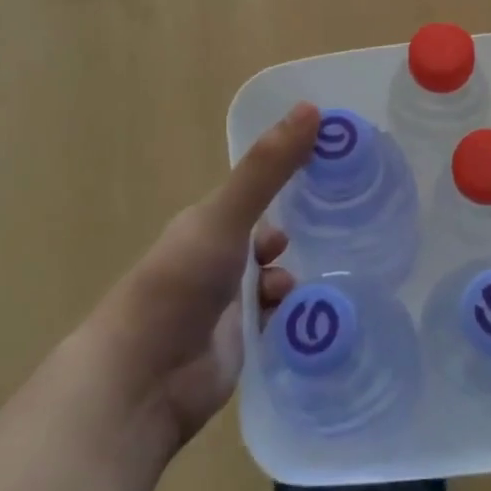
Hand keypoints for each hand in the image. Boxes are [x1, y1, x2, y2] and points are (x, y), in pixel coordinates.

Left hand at [91, 102, 318, 448]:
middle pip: (274, 233)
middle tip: (348, 224)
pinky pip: (282, 318)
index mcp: (212, 222)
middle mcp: (221, 257)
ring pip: (280, 276)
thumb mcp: (225, 218)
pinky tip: (311, 317)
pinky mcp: (244, 341)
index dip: (296, 175)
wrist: (141, 383)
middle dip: (304, 231)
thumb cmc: (179, 285)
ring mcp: (231, 302)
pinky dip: (297, 315)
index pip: (261, 189)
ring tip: (318, 280)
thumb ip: (268, 168)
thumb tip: (313, 108)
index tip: (338, 168)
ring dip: (298, 276)